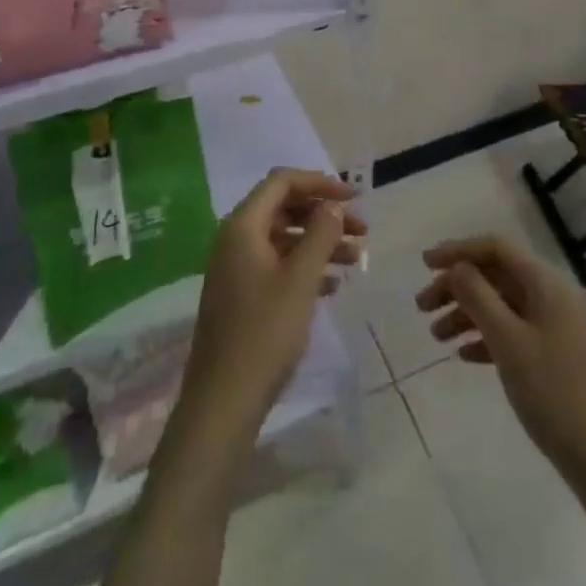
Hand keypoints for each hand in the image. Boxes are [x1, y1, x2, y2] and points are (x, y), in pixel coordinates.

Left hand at [181, 168, 366, 427]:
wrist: (223, 402)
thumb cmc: (264, 333)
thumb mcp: (300, 280)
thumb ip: (320, 235)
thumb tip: (332, 205)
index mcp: (243, 226)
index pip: (282, 182)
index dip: (320, 183)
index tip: (354, 197)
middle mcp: (236, 239)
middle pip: (284, 209)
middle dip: (324, 215)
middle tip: (362, 230)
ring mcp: (236, 269)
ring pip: (284, 239)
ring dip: (320, 243)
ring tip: (357, 259)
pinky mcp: (241, 296)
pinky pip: (277, 265)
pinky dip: (305, 267)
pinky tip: (333, 285)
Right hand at [416, 235, 585, 490]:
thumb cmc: (555, 394)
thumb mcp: (509, 342)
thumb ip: (478, 297)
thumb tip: (457, 267)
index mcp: (548, 284)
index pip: (497, 248)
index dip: (459, 250)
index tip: (425, 264)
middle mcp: (554, 297)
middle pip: (497, 276)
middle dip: (458, 286)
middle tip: (422, 306)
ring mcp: (558, 328)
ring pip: (504, 305)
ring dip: (468, 314)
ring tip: (436, 336)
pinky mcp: (558, 356)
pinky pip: (515, 332)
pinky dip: (487, 337)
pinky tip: (464, 355)